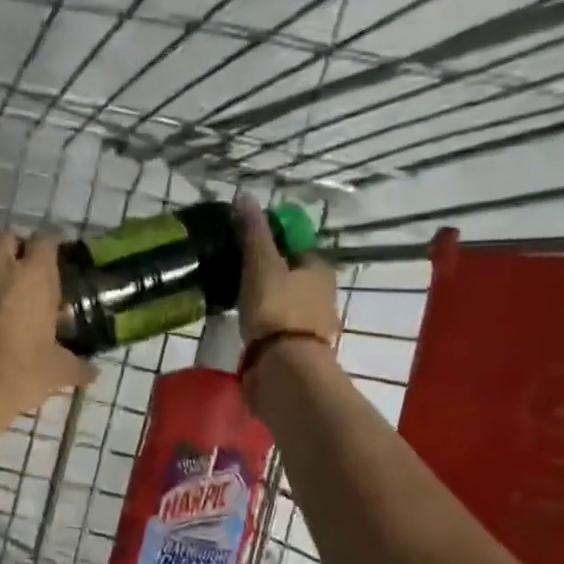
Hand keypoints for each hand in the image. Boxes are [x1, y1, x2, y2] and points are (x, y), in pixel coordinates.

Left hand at [0, 228, 96, 434]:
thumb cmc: (21, 371)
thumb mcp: (57, 371)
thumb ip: (76, 366)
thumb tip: (92, 373)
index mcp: (33, 275)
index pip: (46, 239)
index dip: (55, 242)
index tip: (61, 253)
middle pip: (8, 237)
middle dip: (18, 246)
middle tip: (30, 269)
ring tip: (5, 288)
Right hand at [237, 195, 339, 346]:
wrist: (284, 367)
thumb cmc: (276, 308)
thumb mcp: (261, 263)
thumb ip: (254, 232)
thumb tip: (246, 196)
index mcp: (320, 270)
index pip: (298, 248)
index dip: (275, 246)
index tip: (249, 249)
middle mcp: (324, 296)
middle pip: (295, 278)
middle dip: (272, 277)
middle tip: (240, 275)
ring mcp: (314, 327)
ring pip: (288, 306)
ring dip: (269, 304)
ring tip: (239, 302)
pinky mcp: (299, 352)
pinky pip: (280, 331)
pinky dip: (267, 328)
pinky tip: (248, 328)